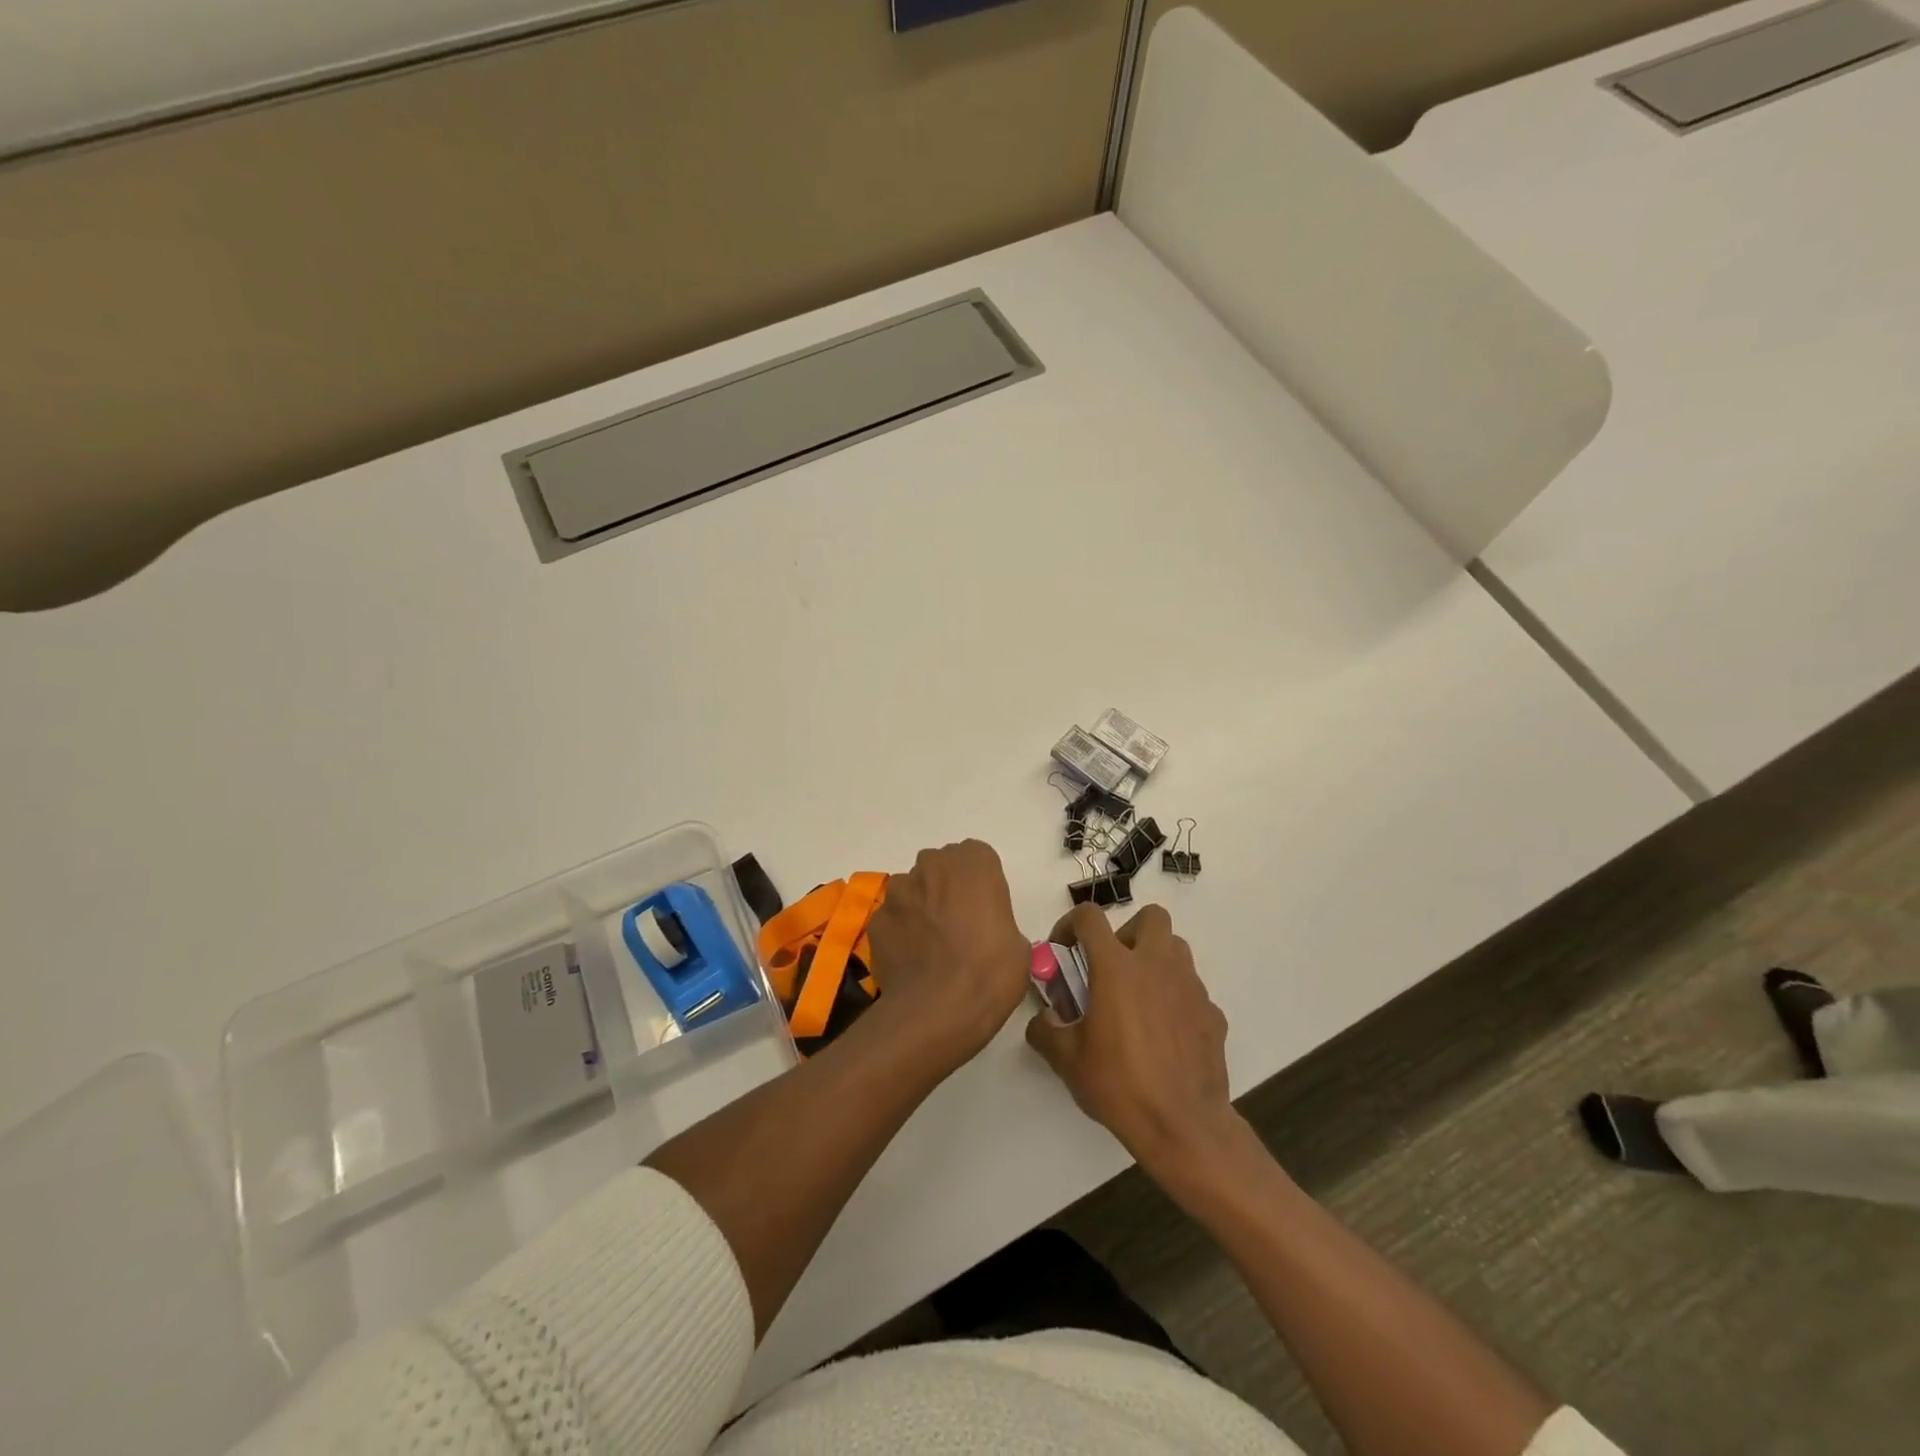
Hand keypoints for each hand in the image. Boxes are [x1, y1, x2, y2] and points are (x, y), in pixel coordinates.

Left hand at [866, 840, 1031, 1065]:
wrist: (938, 1010)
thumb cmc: (990, 972)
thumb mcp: (1018, 946)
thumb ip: (999, 922)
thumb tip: (986, 935)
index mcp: (974, 863)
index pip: (977, 857)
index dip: (981, 883)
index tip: (985, 910)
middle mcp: (933, 865)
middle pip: (940, 866)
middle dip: (947, 887)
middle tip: (959, 925)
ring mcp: (899, 891)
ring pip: (911, 889)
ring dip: (920, 907)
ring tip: (931, 945)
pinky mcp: (877, 920)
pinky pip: (892, 919)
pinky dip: (900, 932)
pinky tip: (911, 961)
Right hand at [1026, 903, 1236, 1175]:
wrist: (1183, 1126)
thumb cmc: (1119, 1085)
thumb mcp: (1067, 1060)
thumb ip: (1046, 1030)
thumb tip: (1042, 1020)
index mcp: (1117, 967)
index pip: (1090, 918)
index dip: (1070, 924)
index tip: (1063, 948)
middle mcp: (1157, 965)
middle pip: (1151, 917)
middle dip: (1128, 932)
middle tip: (1112, 967)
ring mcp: (1190, 987)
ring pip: (1176, 949)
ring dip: (1155, 959)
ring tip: (1138, 997)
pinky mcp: (1212, 1013)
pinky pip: (1191, 990)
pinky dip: (1175, 999)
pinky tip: (1164, 1033)